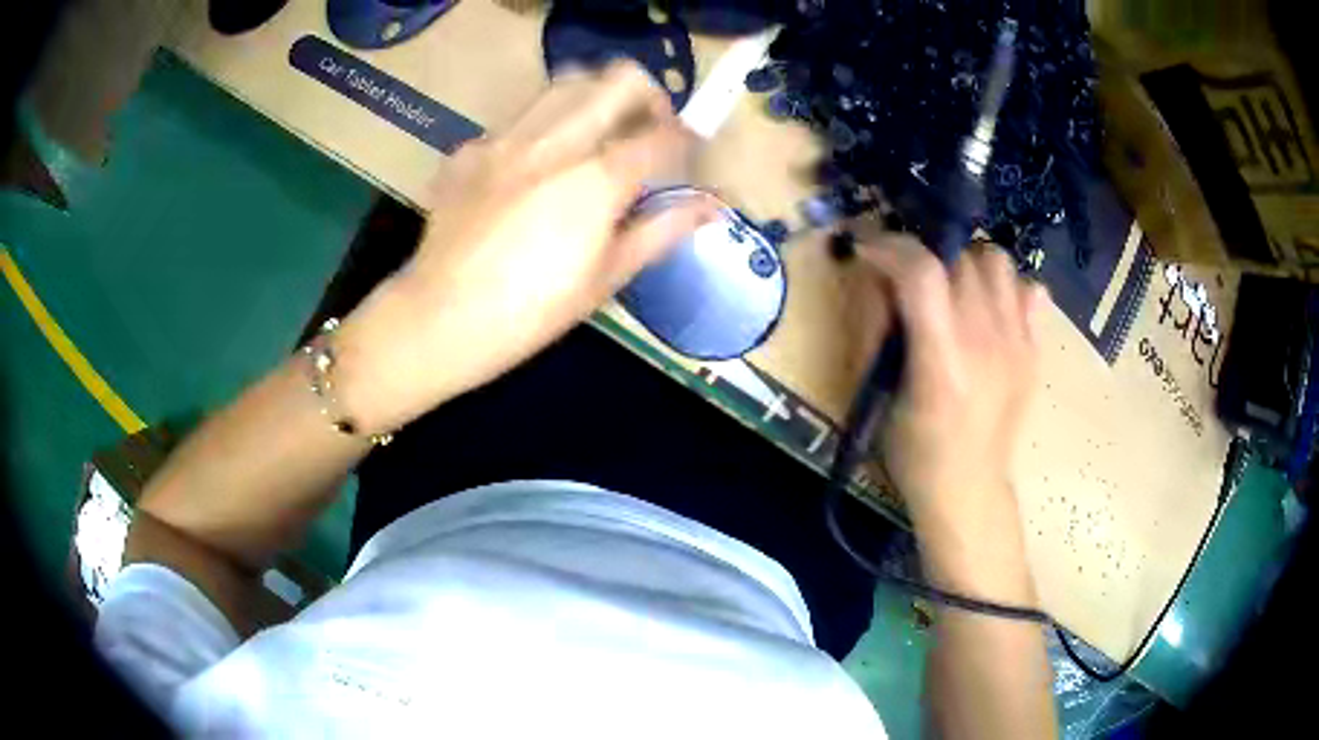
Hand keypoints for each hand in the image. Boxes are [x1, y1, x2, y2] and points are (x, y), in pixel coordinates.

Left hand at [334, 61, 716, 433]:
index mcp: (596, 179)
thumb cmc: (530, 312)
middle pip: (619, 80)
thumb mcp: (605, 278)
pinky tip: (529, 171)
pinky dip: (538, 132)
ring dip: (594, 99)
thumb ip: (661, 230)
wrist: (437, 320)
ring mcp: (505, 140)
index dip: (687, 139)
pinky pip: (515, 121)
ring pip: (565, 83)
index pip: (663, 136)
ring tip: (594, 136)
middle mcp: (554, 142)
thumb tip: (711, 207)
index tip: (688, 152)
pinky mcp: (469, 151)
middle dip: (647, 97)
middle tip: (646, 129)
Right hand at [846, 234, 1047, 594]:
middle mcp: (986, 343)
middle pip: (959, 258)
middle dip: (925, 256)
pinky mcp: (1035, 348)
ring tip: (952, 289)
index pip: (921, 272)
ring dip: (967, 264)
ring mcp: (1018, 343)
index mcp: (941, 362)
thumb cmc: (914, 450)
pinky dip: (1004, 287)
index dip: (889, 247)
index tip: (870, 249)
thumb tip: (876, 272)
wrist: (970, 486)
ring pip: (995, 261)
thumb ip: (874, 328)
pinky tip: (988, 310)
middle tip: (909, 279)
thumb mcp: (877, 394)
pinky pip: (1028, 287)